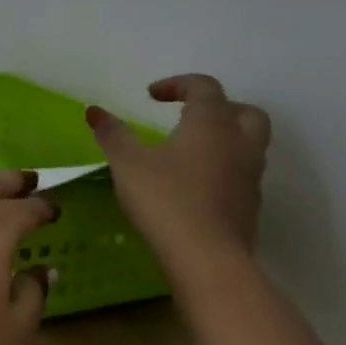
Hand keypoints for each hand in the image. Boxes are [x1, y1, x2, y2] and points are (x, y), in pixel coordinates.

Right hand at [87, 74, 271, 281]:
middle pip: (244, 111)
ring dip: (224, 138)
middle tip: (187, 116)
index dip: (178, 84)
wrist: (208, 260)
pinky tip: (195, 182)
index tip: (152, 96)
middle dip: (218, 107)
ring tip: (188, 150)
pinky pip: (242, 172)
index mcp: (211, 124)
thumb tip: (94, 111)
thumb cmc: (165, 201)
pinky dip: (224, 166)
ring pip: (249, 143)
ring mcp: (251, 176)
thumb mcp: (127, 163)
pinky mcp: (251, 205)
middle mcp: (239, 143)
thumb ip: (113, 134)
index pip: (205, 87)